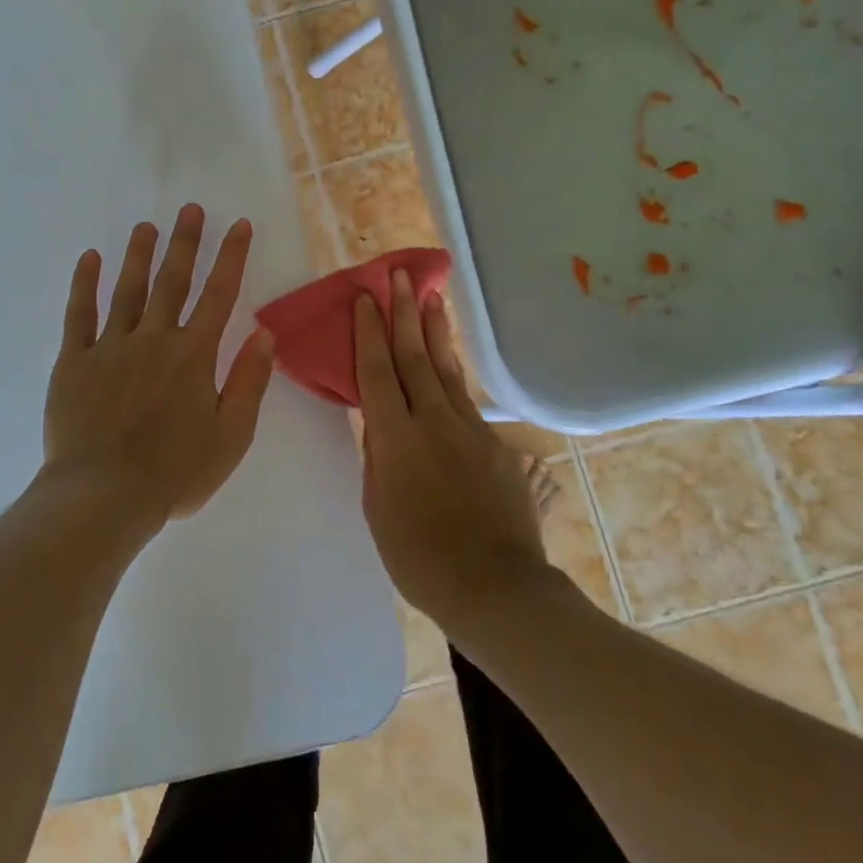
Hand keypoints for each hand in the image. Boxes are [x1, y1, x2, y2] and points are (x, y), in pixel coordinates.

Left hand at [42, 205, 274, 533]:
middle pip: (172, 281)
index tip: (238, 224)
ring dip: (138, 254)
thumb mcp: (231, 436)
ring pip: (127, 289)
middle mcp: (154, 339)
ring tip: (146, 226)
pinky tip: (90, 258)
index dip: (231, 257)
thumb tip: (264, 333)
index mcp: (193, 356)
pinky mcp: (73, 361)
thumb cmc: (174, 473)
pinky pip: (79, 314)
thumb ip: (249, 381)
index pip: (219, 295)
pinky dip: (84, 284)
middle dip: (185, 242)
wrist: (103, 497)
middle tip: (190, 208)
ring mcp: (110, 346)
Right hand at [353, 272, 546, 627]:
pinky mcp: (497, 445)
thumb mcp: (378, 507)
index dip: (368, 333)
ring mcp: (470, 430)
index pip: (377, 372)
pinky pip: (467, 399)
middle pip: (414, 356)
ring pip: (446, 369)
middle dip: (404, 313)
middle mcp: (433, 421)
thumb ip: (379, 458)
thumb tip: (381, 426)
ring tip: (432, 298)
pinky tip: (450, 363)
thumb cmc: (418, 556)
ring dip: (436, 331)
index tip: (364, 298)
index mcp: (396, 438)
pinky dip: (454, 373)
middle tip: (398, 276)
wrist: (495, 587)